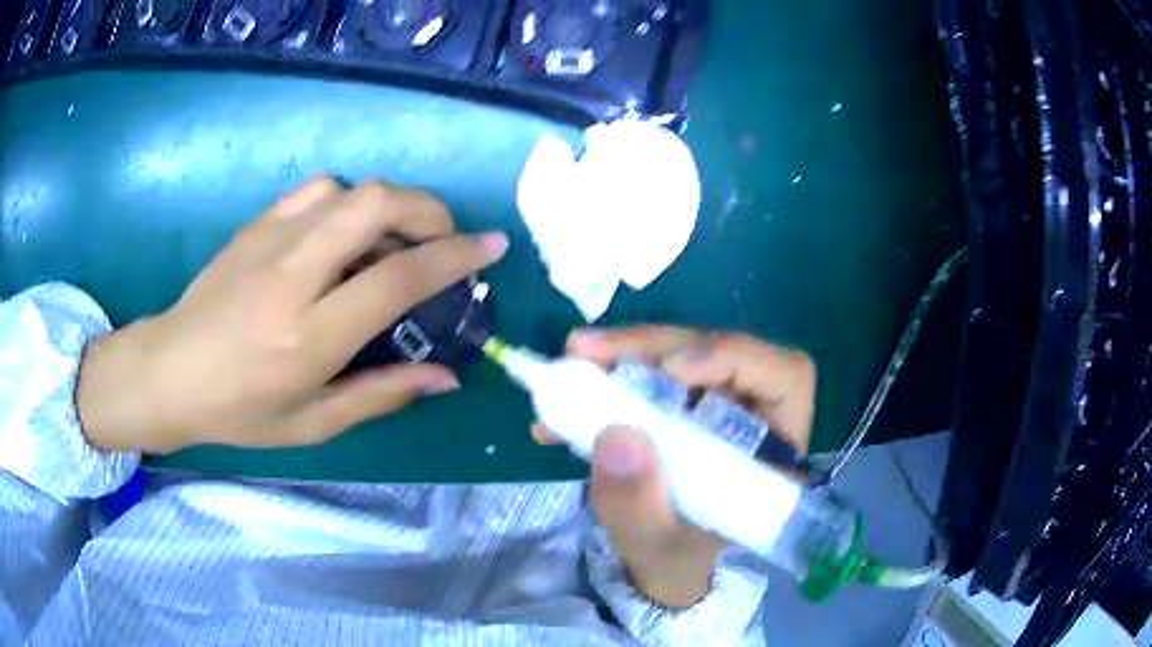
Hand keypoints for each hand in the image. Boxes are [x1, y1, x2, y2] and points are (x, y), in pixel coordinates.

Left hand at [77, 178, 507, 453]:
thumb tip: (447, 375)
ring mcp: (270, 241)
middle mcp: (293, 276)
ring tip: (392, 243)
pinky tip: (343, 235)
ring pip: (350, 190)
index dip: (455, 257)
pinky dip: (348, 202)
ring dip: (389, 207)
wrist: (170, 372)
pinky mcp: (256, 226)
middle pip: (376, 204)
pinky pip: (316, 191)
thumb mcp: (313, 423)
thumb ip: (382, 395)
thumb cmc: (240, 411)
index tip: (492, 247)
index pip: (397, 279)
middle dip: (428, 210)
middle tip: (442, 239)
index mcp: (309, 337)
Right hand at [533, 327, 815, 607]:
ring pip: (681, 352)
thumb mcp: (653, 544)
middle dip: (652, 347)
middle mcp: (754, 415)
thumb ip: (637, 503)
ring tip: (571, 363)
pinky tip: (569, 394)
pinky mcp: (684, 401)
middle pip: (720, 353)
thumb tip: (617, 433)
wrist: (663, 562)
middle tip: (588, 352)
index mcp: (774, 452)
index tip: (672, 370)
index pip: (785, 376)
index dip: (734, 358)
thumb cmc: (676, 558)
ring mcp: (718, 403)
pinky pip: (652, 370)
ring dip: (624, 354)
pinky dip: (609, 375)